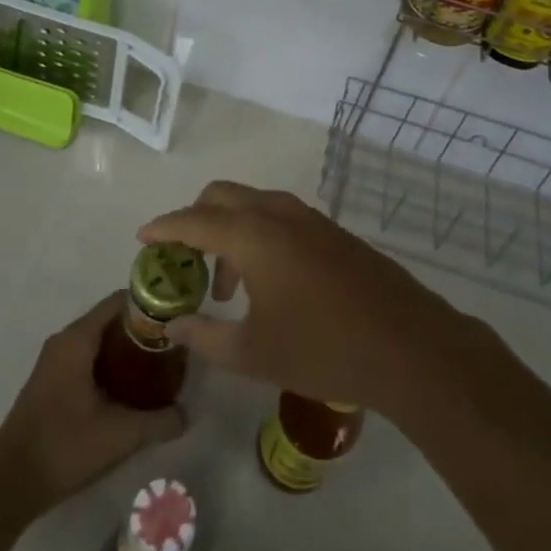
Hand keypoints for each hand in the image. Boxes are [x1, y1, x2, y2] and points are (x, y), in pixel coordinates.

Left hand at [0, 292, 186, 516]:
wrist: (9, 484)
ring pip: (99, 341)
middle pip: (111, 320)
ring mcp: (55, 362)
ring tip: (159, 367)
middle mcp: (64, 341)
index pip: (119, 302)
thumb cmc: (63, 447)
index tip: (176, 319)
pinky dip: (112, 365)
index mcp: (77, 339)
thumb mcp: (119, 435)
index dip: (150, 305)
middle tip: (174, 346)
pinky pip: (88, 358)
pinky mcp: (52, 382)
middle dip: (143, 330)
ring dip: (127, 350)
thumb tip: (186, 414)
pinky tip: (132, 390)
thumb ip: (158, 421)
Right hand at [138, 182, 469, 420]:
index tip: (142, 238)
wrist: (408, 345)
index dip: (163, 228)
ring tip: (225, 287)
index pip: (193, 220)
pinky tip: (265, 283)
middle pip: (220, 196)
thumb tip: (172, 327)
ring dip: (228, 230)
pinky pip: (278, 217)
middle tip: (183, 260)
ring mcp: (309, 218)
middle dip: (194, 220)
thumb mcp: (252, 353)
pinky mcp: (331, 231)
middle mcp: (277, 213)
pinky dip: (256, 234)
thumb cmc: (322, 349)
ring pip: (252, 204)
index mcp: (252, 234)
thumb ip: (203, 337)